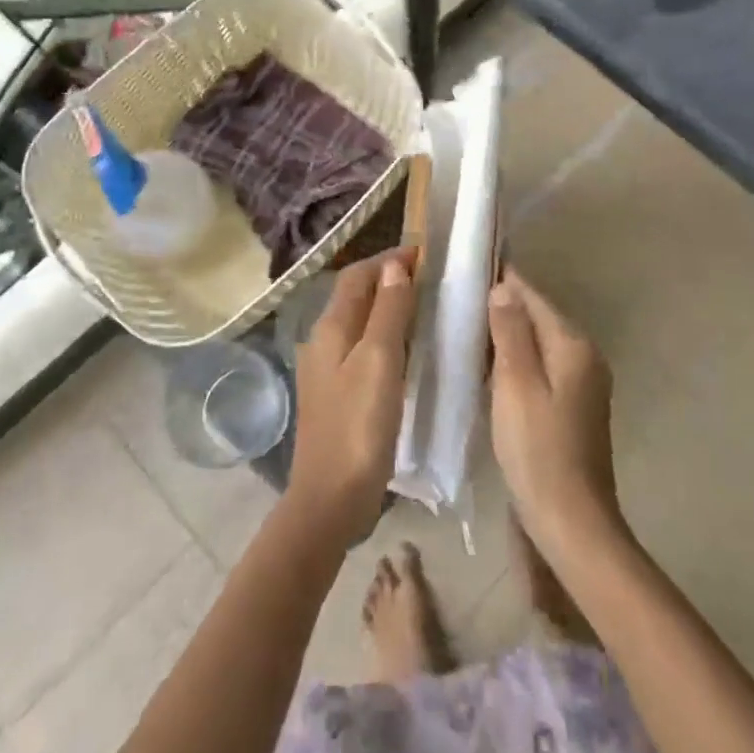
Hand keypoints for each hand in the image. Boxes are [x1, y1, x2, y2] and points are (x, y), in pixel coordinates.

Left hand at [286, 249, 415, 545]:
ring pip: (359, 323)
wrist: (331, 499)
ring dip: (388, 308)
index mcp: (330, 329)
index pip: (357, 276)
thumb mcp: (379, 362)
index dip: (388, 259)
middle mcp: (323, 342)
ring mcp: (327, 371)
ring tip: (425, 308)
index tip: (426, 253)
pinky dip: (385, 338)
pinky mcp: (337, 395)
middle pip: (355, 296)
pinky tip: (408, 353)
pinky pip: (363, 350)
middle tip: (430, 277)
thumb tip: (394, 265)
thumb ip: (387, 311)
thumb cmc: (358, 426)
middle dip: (388, 279)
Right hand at [487, 272, 623, 567]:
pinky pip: (541, 366)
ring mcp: (582, 382)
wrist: (571, 520)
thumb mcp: (516, 384)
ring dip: (507, 334)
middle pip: (538, 317)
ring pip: (538, 342)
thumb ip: (510, 332)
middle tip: (457, 301)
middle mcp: (584, 355)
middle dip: (502, 307)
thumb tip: (503, 288)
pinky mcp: (573, 405)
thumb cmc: (538, 449)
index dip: (502, 281)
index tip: (467, 270)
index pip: (533, 296)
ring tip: (465, 329)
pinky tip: (488, 368)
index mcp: (573, 344)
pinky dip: (516, 360)